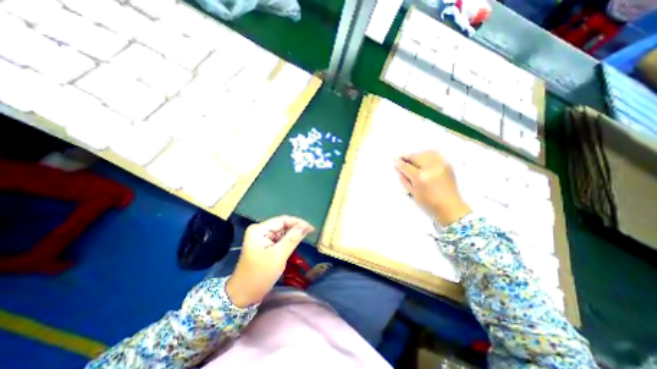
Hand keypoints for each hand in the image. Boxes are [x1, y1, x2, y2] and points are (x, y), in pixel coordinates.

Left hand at [227, 217, 314, 307]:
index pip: (282, 220)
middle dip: (296, 228)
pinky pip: (279, 238)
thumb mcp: (278, 256)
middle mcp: (260, 230)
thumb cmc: (260, 275)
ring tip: (306, 236)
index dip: (298, 222)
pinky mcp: (264, 244)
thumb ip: (292, 239)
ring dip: (293, 234)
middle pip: (282, 224)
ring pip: (282, 231)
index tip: (311, 228)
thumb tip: (306, 226)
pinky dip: (288, 240)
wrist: (243, 296)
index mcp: (259, 230)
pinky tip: (295, 242)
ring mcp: (261, 237)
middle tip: (311, 232)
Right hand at [395, 150, 472, 225]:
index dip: (399, 163)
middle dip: (407, 157)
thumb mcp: (412, 193)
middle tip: (402, 159)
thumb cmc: (429, 204)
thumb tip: (398, 168)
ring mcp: (440, 165)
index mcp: (420, 178)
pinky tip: (423, 158)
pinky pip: (435, 154)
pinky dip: (427, 154)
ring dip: (416, 154)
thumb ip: (404, 179)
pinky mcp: (447, 164)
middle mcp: (431, 168)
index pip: (406, 166)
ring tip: (412, 159)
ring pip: (425, 153)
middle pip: (416, 156)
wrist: (451, 207)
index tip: (395, 161)